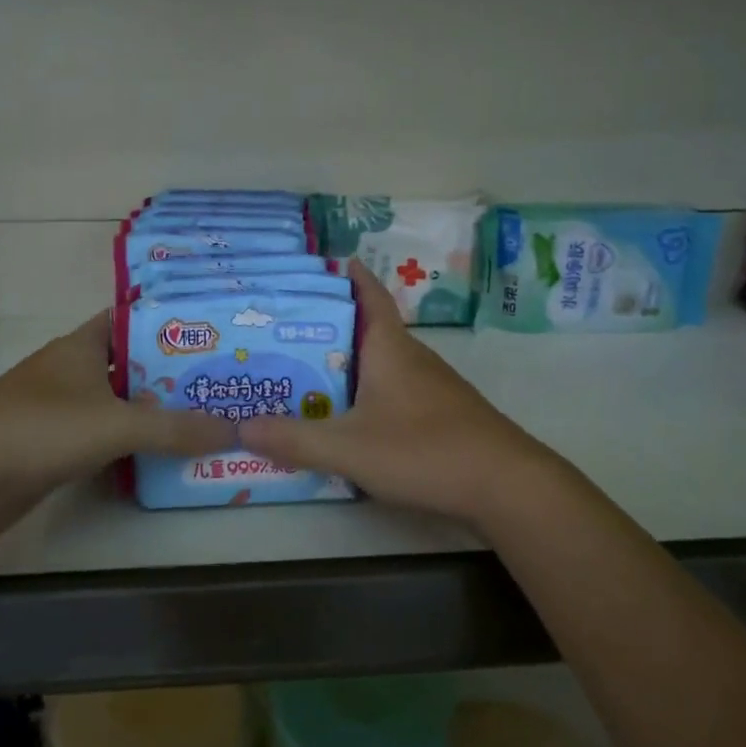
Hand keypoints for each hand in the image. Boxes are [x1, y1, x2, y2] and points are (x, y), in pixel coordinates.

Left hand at [0, 313, 227, 513]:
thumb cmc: (39, 430)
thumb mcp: (116, 424)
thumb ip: (175, 428)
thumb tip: (234, 430)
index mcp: (81, 346)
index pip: (131, 320)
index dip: (168, 323)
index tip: (211, 332)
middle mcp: (72, 371)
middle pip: (132, 365)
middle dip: (173, 373)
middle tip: (222, 381)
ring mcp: (61, 410)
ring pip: (120, 404)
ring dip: (156, 412)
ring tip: (208, 415)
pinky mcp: (55, 447)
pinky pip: (106, 437)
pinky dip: (133, 443)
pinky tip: (166, 454)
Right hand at [238, 260, 558, 527]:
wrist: (505, 483)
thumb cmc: (423, 449)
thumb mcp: (348, 447)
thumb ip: (295, 439)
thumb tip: (240, 425)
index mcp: (390, 348)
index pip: (369, 295)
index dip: (349, 276)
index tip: (324, 262)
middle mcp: (412, 357)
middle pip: (369, 328)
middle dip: (332, 325)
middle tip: (287, 330)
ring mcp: (432, 386)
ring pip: (383, 362)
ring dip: (350, 361)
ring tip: (309, 372)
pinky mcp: (442, 414)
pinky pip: (396, 389)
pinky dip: (369, 391)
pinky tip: (352, 416)